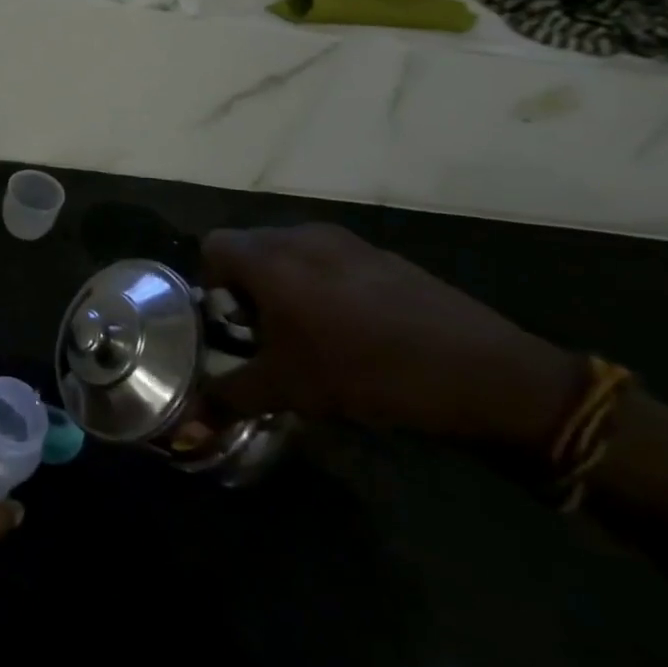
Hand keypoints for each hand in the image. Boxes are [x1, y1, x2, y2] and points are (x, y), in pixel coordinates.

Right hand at [202, 224, 579, 452]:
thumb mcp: (288, 390)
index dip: (211, 284)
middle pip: (251, 247)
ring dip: (286, 284)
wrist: (483, 372)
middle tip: (265, 335)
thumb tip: (184, 430)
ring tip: (309, 334)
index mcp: (269, 258)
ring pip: (292, 252)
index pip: (213, 247)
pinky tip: (355, 331)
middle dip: (247, 286)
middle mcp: (301, 236)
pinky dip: (325, 285)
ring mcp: (347, 241)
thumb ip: (227, 399)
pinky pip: (332, 260)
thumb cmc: (365, 372)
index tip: (230, 326)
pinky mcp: (384, 255)